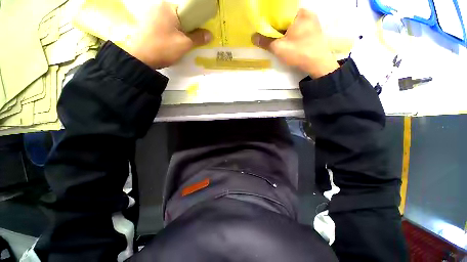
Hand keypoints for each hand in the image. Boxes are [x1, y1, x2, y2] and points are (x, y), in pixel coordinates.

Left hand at [124, 1, 211, 68]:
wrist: (140, 58)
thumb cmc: (163, 48)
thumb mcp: (184, 44)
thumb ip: (198, 38)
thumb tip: (210, 34)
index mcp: (168, 7)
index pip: (188, 12)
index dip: (195, 24)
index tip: (197, 36)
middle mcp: (158, 6)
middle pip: (179, 18)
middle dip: (185, 30)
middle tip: (188, 43)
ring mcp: (149, 15)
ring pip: (170, 23)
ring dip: (176, 33)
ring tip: (177, 45)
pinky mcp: (144, 24)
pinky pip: (162, 27)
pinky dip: (167, 34)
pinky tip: (167, 44)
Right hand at [252, 9, 338, 78]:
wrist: (319, 64)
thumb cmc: (299, 53)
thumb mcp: (279, 48)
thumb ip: (265, 42)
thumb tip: (253, 37)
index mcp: (299, 14)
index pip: (280, 13)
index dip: (270, 21)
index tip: (264, 29)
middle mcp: (307, 13)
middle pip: (286, 18)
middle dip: (277, 27)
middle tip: (270, 36)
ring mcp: (313, 21)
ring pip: (293, 23)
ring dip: (284, 31)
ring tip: (278, 41)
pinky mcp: (315, 30)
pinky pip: (299, 28)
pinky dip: (292, 33)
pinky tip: (288, 42)